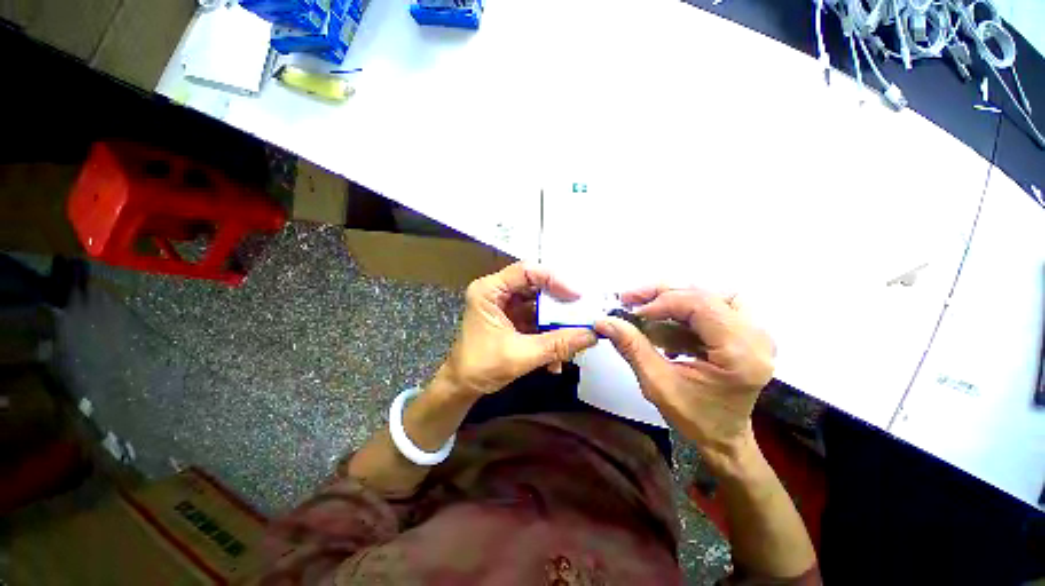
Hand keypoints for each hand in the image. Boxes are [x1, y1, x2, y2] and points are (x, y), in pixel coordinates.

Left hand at [440, 263, 597, 396]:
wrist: (462, 387)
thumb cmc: (480, 367)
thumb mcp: (521, 355)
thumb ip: (557, 344)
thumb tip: (591, 335)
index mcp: (490, 290)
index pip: (526, 271)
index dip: (554, 279)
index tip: (576, 295)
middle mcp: (498, 292)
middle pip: (536, 286)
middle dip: (560, 303)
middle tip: (581, 312)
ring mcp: (506, 306)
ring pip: (540, 304)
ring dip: (557, 323)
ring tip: (573, 338)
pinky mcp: (513, 319)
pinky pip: (537, 319)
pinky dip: (549, 334)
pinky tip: (556, 359)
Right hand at [595, 286, 774, 457]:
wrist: (724, 438)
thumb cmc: (695, 418)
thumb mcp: (657, 384)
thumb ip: (632, 347)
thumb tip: (604, 321)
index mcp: (741, 353)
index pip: (700, 304)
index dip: (661, 302)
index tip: (631, 313)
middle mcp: (756, 336)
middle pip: (706, 293)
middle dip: (664, 294)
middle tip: (631, 299)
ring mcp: (755, 333)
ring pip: (711, 294)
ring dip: (676, 298)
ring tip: (648, 308)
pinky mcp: (745, 333)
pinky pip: (712, 306)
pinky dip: (684, 310)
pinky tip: (664, 324)